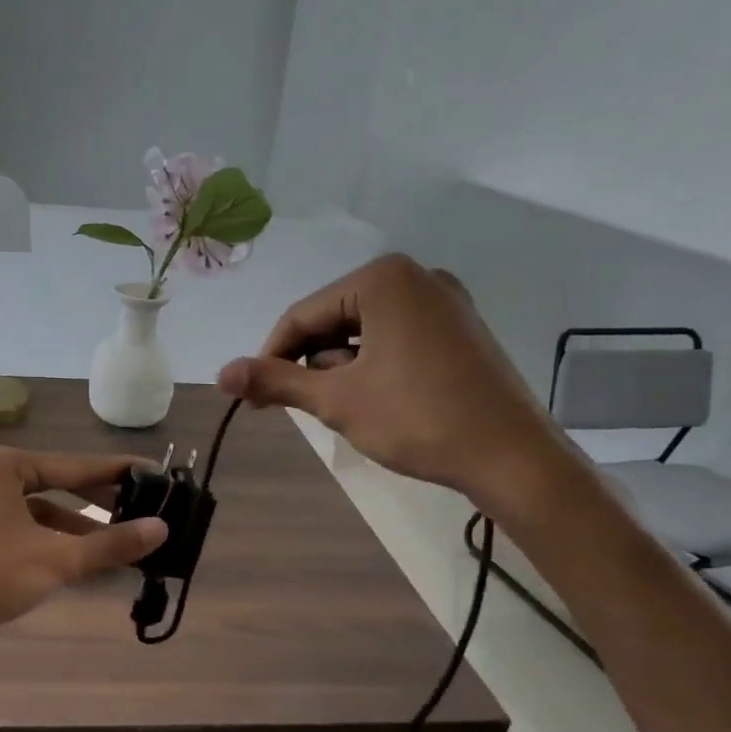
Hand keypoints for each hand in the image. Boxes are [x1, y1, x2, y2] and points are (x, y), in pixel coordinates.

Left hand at [0, 446, 167, 640]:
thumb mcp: (57, 559)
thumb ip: (111, 544)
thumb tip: (163, 529)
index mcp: (7, 466)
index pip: (76, 467)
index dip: (118, 473)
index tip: (156, 474)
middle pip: (62, 487)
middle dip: (103, 503)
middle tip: (146, 509)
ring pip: (48, 514)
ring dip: (84, 530)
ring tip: (124, 545)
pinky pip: (32, 532)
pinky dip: (59, 545)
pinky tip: (88, 563)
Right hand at [217, 255, 578, 517]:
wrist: (509, 455)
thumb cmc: (416, 419)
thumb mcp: (336, 400)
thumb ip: (275, 381)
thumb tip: (221, 374)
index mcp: (383, 279)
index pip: (303, 315)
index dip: (270, 358)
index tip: (253, 399)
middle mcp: (416, 276)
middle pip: (333, 319)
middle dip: (310, 363)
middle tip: (298, 408)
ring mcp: (444, 301)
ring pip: (364, 331)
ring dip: (340, 368)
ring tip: (343, 410)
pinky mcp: (460, 329)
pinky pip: (396, 338)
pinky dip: (372, 365)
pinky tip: (375, 400)